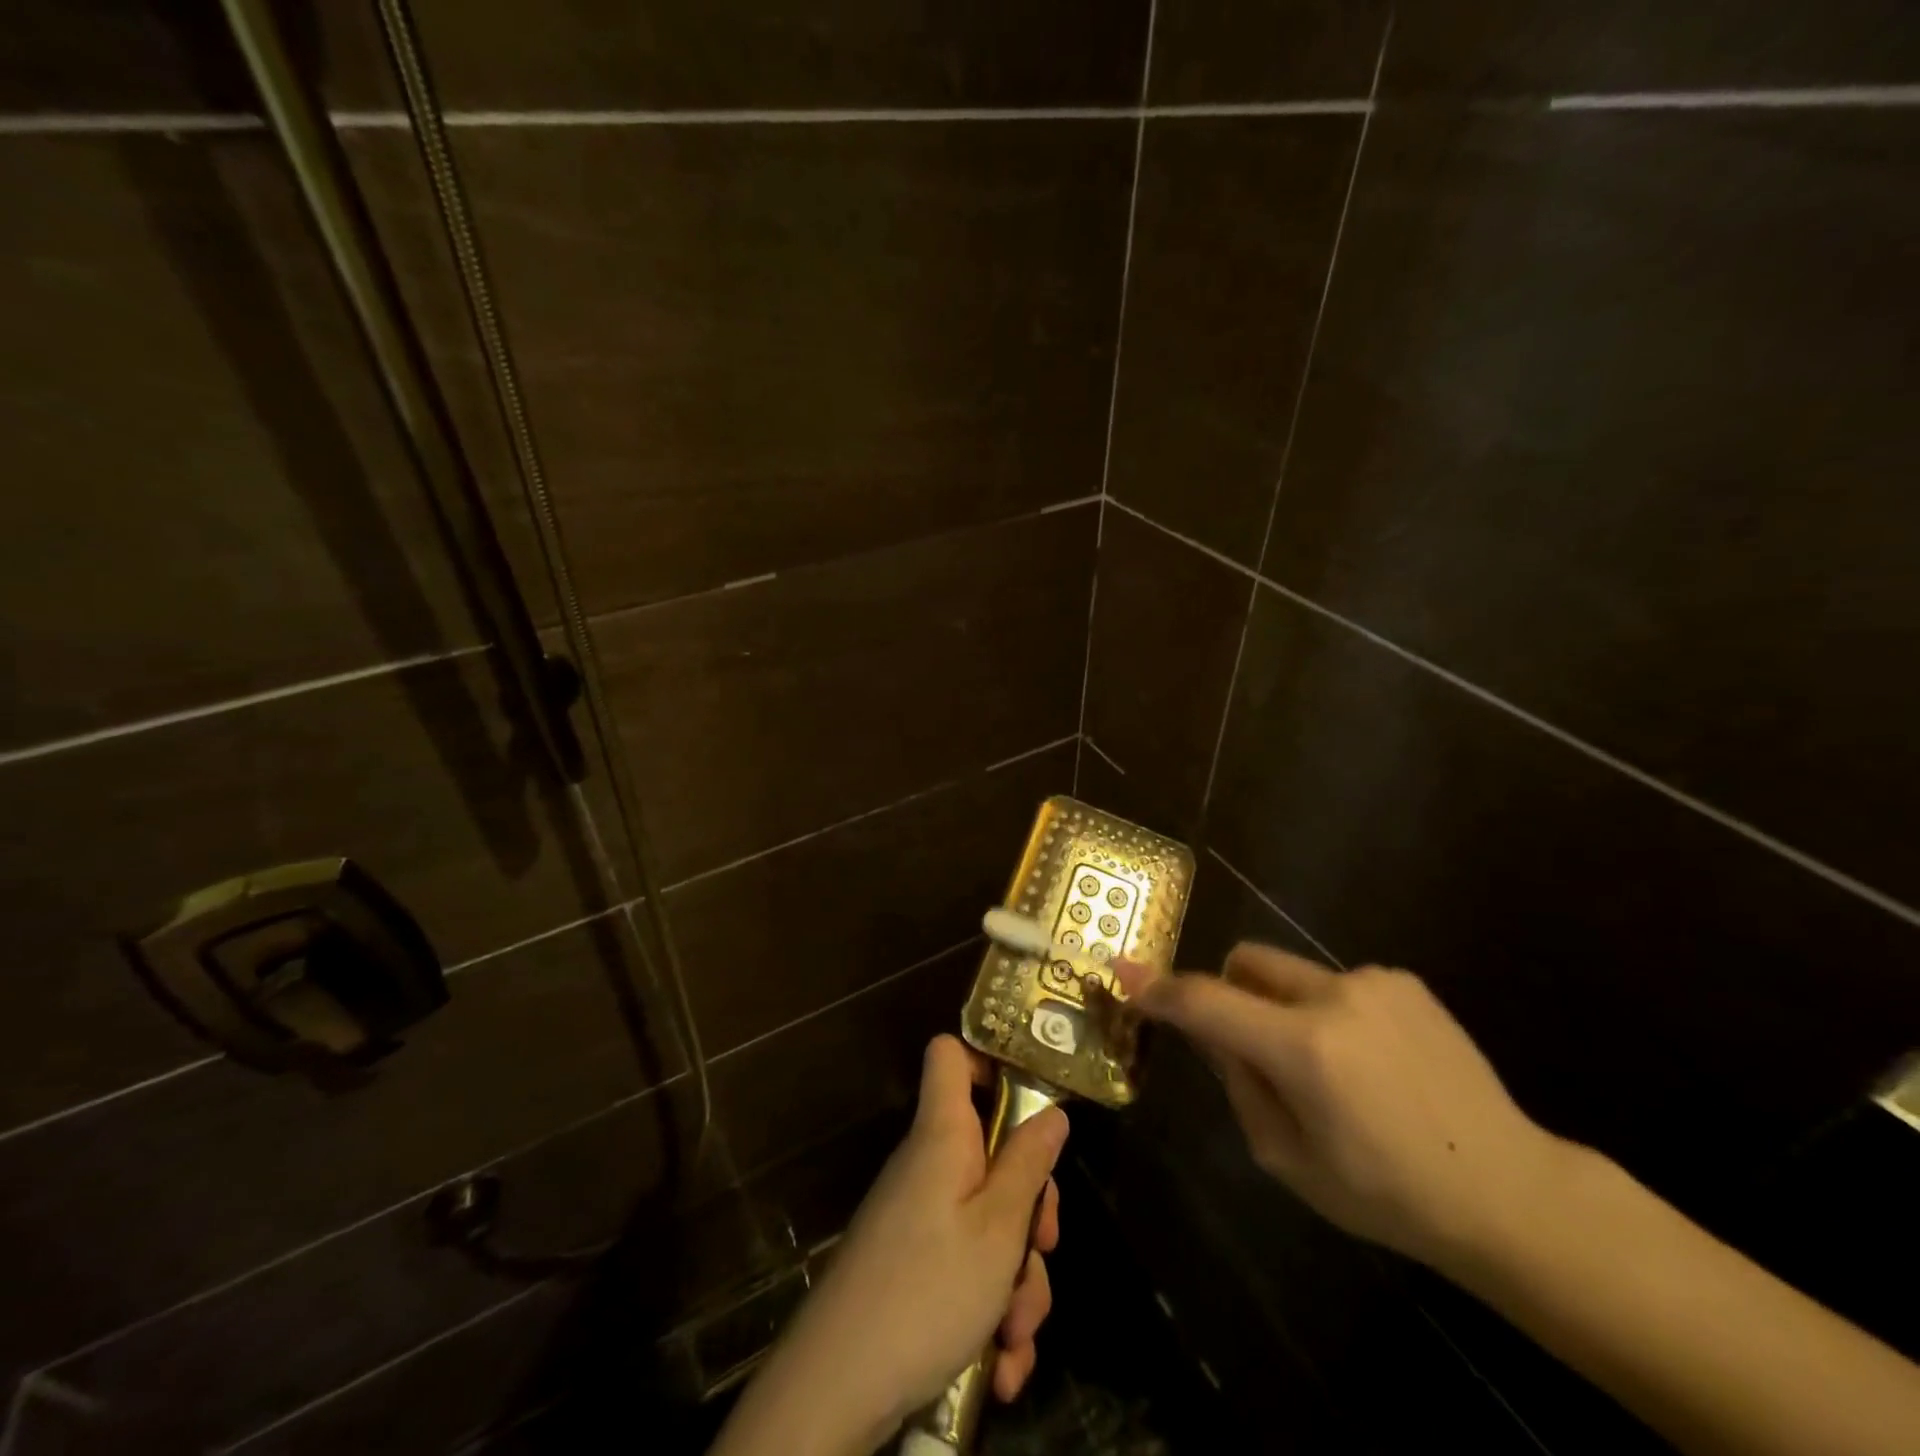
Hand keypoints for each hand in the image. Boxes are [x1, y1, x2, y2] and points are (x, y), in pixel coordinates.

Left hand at [715, 1036, 1066, 1455]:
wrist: (838, 1388)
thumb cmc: (927, 1289)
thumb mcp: (998, 1227)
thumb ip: (1028, 1164)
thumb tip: (1053, 1112)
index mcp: (943, 1134)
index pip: (951, 1055)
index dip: (990, 1060)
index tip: (1032, 1098)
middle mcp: (930, 1166)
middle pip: (992, 1153)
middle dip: (1029, 1210)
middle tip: (1043, 1249)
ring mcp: (920, 1218)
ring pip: (990, 1225)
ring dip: (1016, 1282)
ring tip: (1015, 1338)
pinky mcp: (915, 1267)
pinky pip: (967, 1269)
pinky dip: (989, 1312)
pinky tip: (1000, 1367)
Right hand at [1116, 944, 1568, 1268]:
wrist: (1511, 1192)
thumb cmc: (1389, 1195)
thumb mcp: (1290, 1160)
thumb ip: (1240, 1086)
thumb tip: (1215, 1037)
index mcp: (1303, 1049)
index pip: (1206, 1003)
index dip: (1158, 989)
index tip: (1123, 973)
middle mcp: (1334, 996)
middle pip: (1246, 961)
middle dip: (1229, 991)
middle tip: (1247, 1044)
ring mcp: (1374, 982)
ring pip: (1291, 974)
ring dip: (1284, 1008)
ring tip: (1332, 1070)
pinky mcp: (1405, 982)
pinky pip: (1336, 984)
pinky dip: (1329, 1012)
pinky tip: (1373, 1064)